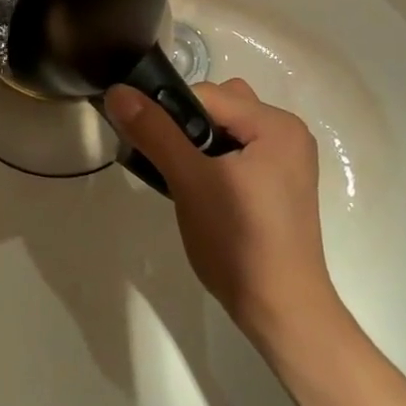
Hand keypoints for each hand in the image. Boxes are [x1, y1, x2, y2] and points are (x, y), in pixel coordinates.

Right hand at [105, 79, 341, 342]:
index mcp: (276, 124)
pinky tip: (204, 194)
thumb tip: (117, 91)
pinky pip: (238, 152)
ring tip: (186, 181)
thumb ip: (154, 132)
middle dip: (187, 128)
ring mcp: (287, 161)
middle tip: (174, 166)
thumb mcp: (190, 181)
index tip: (151, 147)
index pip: (207, 95)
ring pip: (226, 130)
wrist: (281, 313)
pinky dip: (215, 162)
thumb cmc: (240, 241)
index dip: (172, 115)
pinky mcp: (280, 186)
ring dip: (198, 146)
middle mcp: (288, 133)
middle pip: (219, 107)